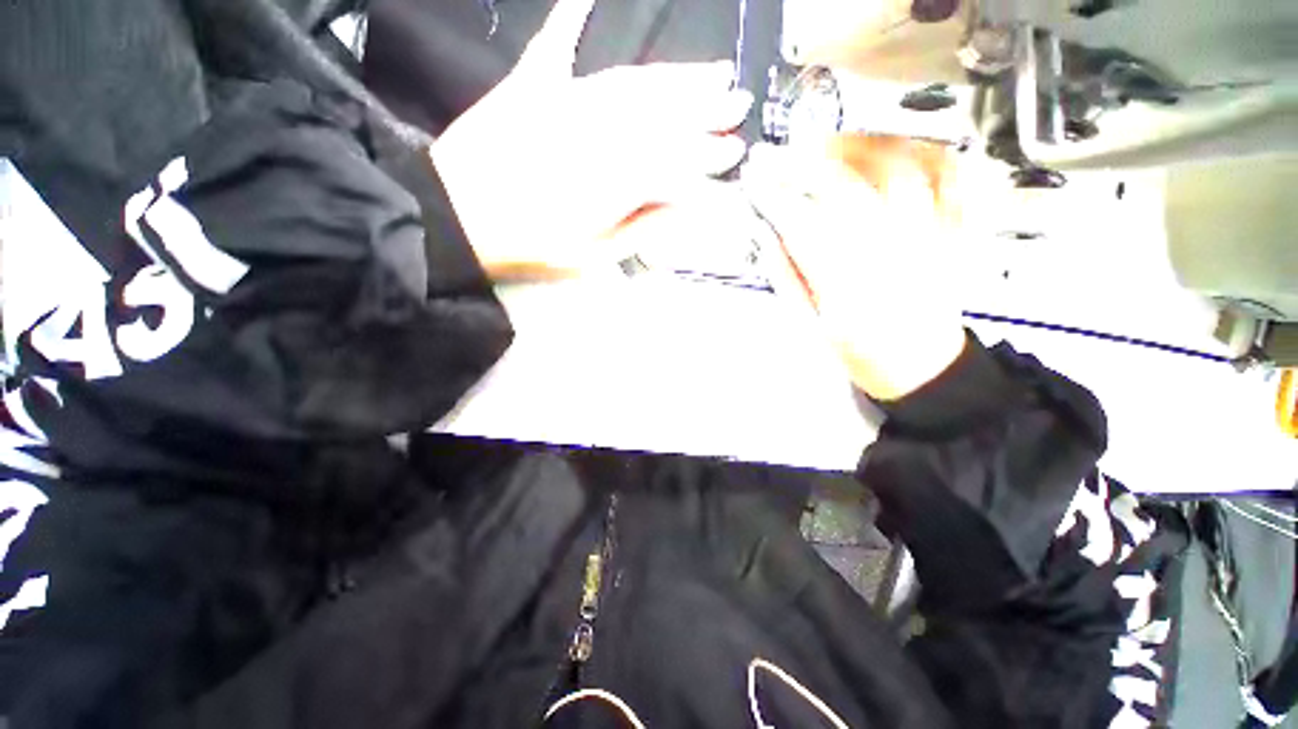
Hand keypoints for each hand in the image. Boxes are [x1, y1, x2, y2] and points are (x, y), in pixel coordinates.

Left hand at [430, 0, 753, 278]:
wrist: (459, 217)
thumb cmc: (531, 247)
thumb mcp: (594, 254)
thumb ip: (641, 228)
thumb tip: (684, 208)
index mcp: (616, 180)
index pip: (677, 162)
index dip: (708, 157)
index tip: (734, 153)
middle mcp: (601, 133)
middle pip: (665, 115)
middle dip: (706, 109)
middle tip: (737, 101)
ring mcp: (566, 102)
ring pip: (634, 84)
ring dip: (676, 76)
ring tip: (710, 70)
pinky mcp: (532, 88)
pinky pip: (556, 47)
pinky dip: (571, 20)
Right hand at [742, 136, 967, 400]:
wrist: (922, 368)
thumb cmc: (860, 353)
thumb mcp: (809, 327)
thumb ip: (786, 278)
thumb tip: (767, 234)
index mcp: (846, 284)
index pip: (802, 223)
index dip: (775, 195)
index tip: (755, 178)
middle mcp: (888, 253)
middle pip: (847, 188)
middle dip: (806, 163)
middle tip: (782, 154)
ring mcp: (927, 237)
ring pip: (900, 171)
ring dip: (860, 146)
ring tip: (831, 142)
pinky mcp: (953, 232)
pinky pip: (949, 178)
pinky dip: (924, 152)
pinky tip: (895, 147)